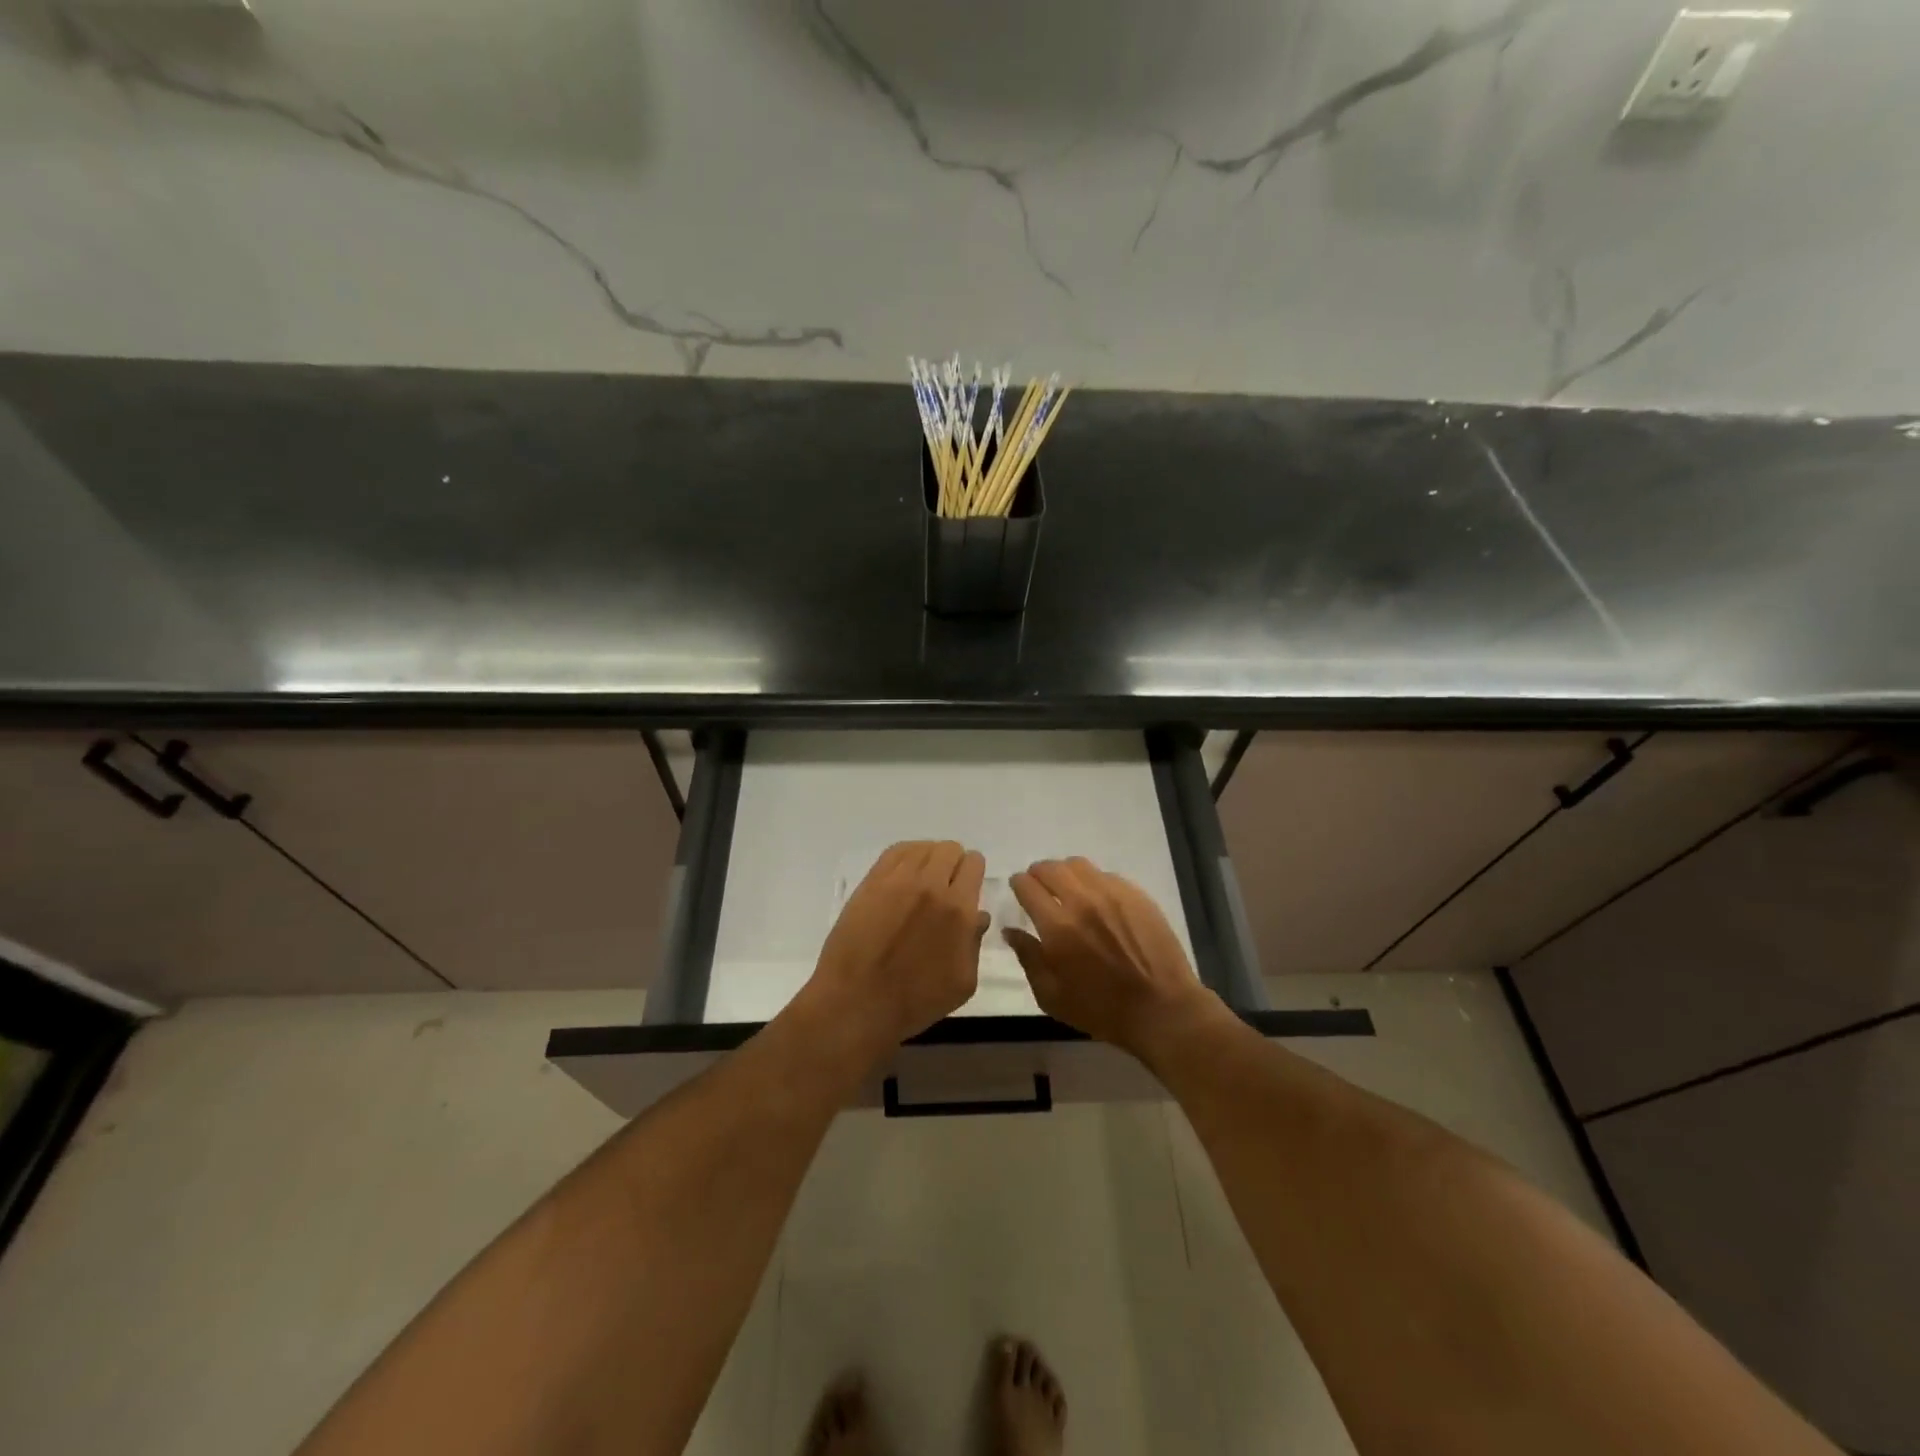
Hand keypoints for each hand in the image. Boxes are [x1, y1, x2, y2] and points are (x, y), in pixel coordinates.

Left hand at [803, 841, 987, 1061]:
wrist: (857, 1002)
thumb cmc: (915, 1001)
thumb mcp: (963, 983)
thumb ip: (975, 943)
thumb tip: (978, 916)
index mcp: (958, 909)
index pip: (974, 864)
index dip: (973, 873)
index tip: (967, 888)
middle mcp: (931, 885)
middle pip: (950, 849)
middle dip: (953, 864)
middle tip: (945, 886)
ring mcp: (898, 880)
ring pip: (923, 847)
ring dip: (929, 859)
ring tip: (922, 881)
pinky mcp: (871, 882)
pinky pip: (895, 851)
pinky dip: (906, 856)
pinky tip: (904, 874)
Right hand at [1005, 857, 1224, 1061]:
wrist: (1161, 1009)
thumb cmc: (1101, 1009)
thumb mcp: (1051, 996)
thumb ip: (1028, 958)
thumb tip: (1011, 931)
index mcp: (1057, 926)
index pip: (1027, 885)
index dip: (1018, 885)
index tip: (1019, 891)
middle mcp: (1082, 900)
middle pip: (1050, 867)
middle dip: (1038, 874)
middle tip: (1040, 887)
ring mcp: (1112, 893)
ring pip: (1078, 865)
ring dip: (1065, 872)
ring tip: (1067, 889)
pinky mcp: (1136, 894)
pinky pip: (1106, 875)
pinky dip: (1093, 881)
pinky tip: (1098, 900)